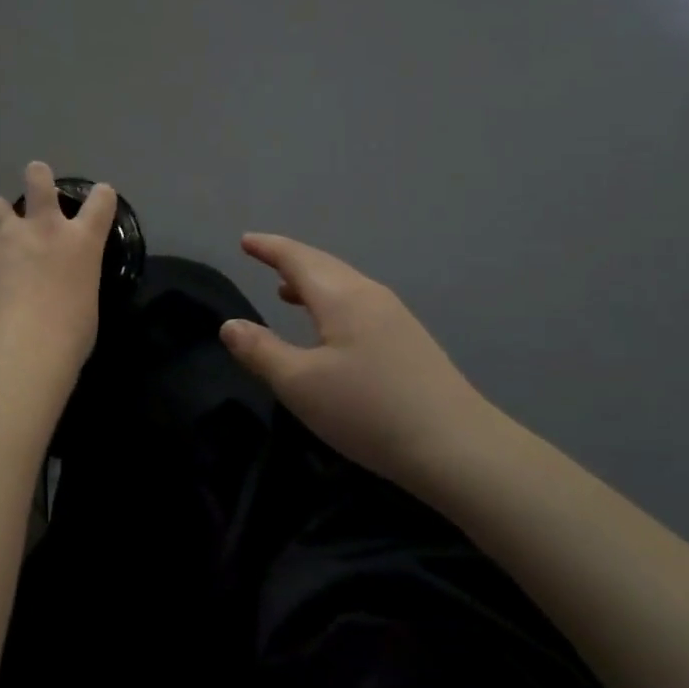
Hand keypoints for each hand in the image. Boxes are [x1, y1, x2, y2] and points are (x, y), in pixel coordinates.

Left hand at [0, 162, 116, 377]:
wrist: (23, 350)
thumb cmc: (71, 334)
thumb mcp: (86, 301)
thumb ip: (75, 281)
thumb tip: (64, 285)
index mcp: (81, 241)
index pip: (100, 202)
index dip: (101, 195)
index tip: (101, 195)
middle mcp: (44, 230)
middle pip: (39, 182)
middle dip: (37, 176)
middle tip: (35, 175)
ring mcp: (6, 241)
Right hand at [219, 233, 491, 483]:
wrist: (458, 448)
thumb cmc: (368, 411)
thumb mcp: (300, 385)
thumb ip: (261, 351)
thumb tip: (230, 324)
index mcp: (342, 297)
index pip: (298, 259)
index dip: (269, 248)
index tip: (246, 240)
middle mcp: (370, 296)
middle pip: (324, 265)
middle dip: (290, 259)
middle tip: (263, 255)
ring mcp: (395, 317)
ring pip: (344, 285)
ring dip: (312, 282)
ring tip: (286, 291)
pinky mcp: (409, 341)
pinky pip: (359, 303)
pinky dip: (332, 301)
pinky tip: (329, 328)